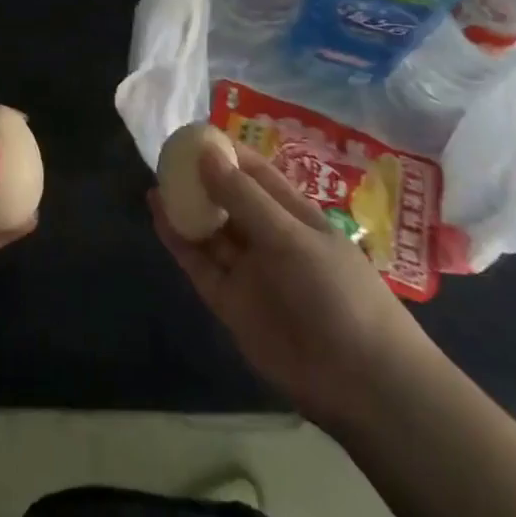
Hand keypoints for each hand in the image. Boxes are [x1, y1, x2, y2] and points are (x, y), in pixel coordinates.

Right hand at [151, 145, 423, 429]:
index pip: (256, 173)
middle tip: (165, 156)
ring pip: (211, 232)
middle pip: (229, 201)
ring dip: (186, 208)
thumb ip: (244, 198)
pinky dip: (179, 241)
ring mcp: (250, 272)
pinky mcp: (231, 303)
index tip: (193, 134)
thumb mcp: (291, 237)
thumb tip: (206, 153)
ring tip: (155, 181)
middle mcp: (269, 239)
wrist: (360, 382)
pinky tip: (159, 215)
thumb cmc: (337, 293)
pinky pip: (200, 264)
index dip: (227, 153)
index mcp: (295, 215)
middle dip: (200, 179)